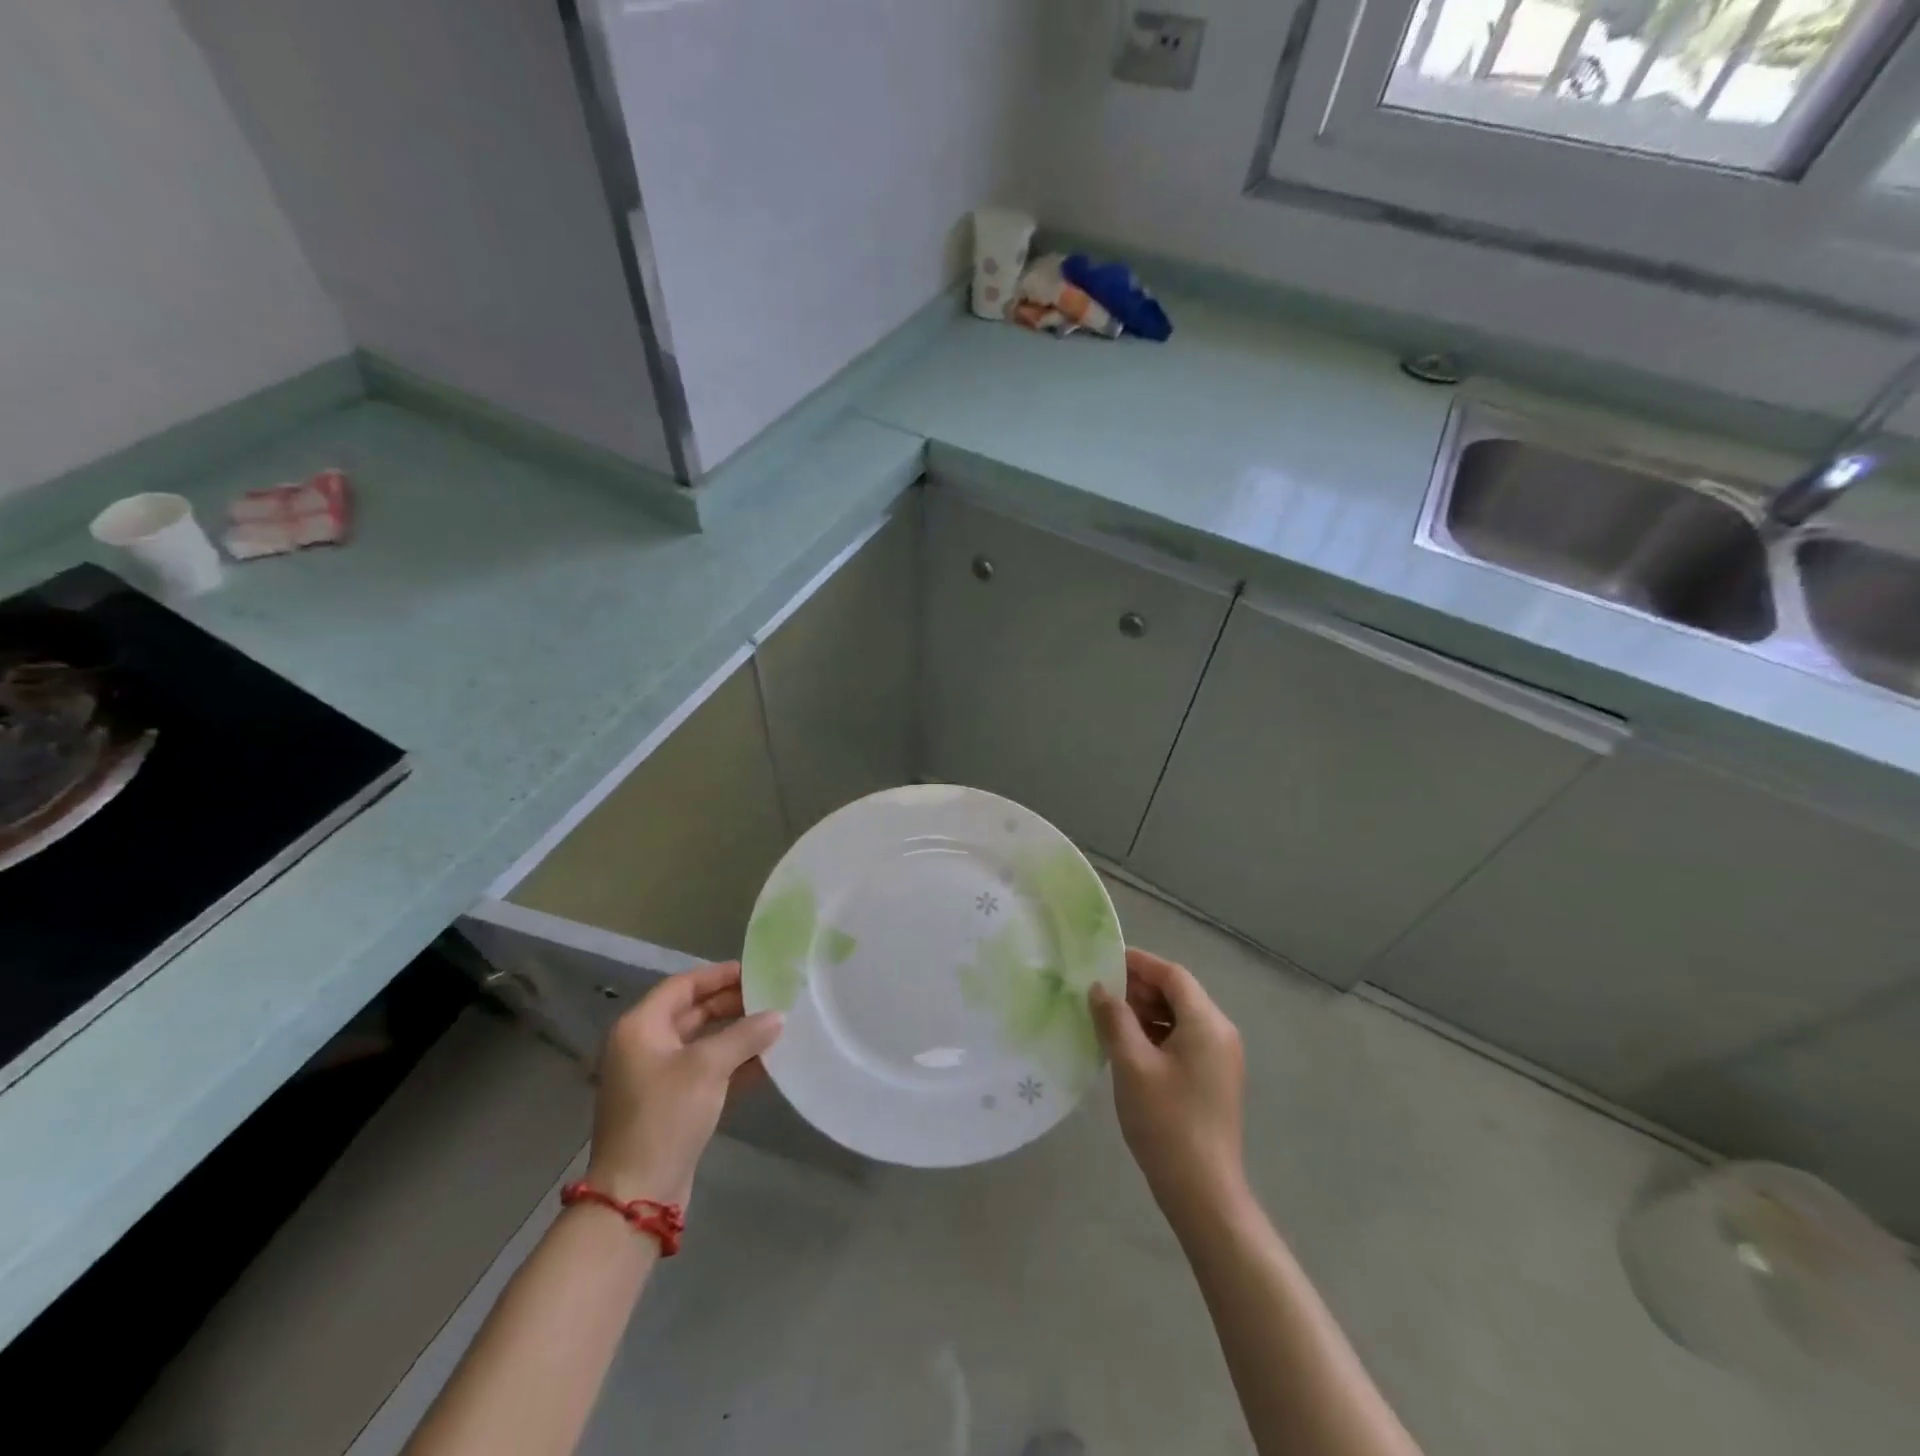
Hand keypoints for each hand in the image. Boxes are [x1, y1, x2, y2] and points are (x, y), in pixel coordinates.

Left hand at [586, 962, 782, 1208]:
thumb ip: (745, 1035)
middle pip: (693, 1013)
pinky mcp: (672, 1106)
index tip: (756, 971)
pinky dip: (734, 1065)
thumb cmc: (665, 1116)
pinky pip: (707, 1073)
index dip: (719, 975)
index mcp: (641, 1028)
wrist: (637, 1195)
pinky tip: (768, 1062)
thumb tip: (777, 1016)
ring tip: (776, 1026)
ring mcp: (657, 1078)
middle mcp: (645, 1047)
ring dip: (737, 1036)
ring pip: (703, 1044)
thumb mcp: (708, 1067)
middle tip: (772, 997)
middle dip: (732, 1005)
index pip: (683, 985)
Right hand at [1089, 947, 1246, 1227]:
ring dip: (1146, 1011)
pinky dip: (1157, 1033)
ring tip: (1109, 1019)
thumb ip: (1115, 1019)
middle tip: (1100, 992)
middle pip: (1179, 993)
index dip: (1139, 963)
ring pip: (1180, 1017)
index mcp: (1207, 1023)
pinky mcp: (1214, 1078)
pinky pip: (1184, 1039)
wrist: (1203, 1192)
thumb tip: (1099, 988)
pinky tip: (1128, 1046)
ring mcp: (1220, 1057)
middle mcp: (1221, 1032)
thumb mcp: (1131, 1064)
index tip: (1104, 960)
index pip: (1173, 975)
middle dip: (1140, 988)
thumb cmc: (1166, 1121)